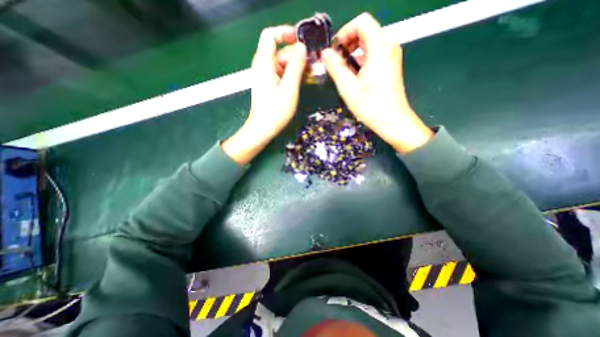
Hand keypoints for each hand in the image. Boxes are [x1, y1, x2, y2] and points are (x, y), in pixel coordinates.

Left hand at [222, 25, 306, 163]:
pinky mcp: (269, 84)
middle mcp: (263, 66)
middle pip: (279, 50)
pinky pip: (281, 72)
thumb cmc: (275, 111)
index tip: (300, 41)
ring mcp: (266, 76)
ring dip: (296, 65)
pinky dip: (291, 73)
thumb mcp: (289, 89)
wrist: (263, 129)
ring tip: (309, 73)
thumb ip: (296, 67)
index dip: (285, 33)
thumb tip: (302, 48)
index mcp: (264, 64)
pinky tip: (301, 80)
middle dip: (296, 54)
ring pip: (282, 62)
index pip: (270, 35)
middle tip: (311, 63)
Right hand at [324, 14, 431, 153]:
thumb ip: (335, 67)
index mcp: (379, 47)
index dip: (345, 32)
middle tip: (336, 63)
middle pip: (365, 32)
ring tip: (343, 74)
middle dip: (347, 45)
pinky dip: (360, 62)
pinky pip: (373, 55)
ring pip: (368, 45)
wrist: (392, 121)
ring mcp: (391, 57)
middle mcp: (388, 47)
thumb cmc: (370, 105)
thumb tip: (325, 53)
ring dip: (352, 55)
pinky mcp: (390, 66)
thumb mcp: (348, 87)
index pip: (362, 22)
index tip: (335, 51)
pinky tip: (354, 78)